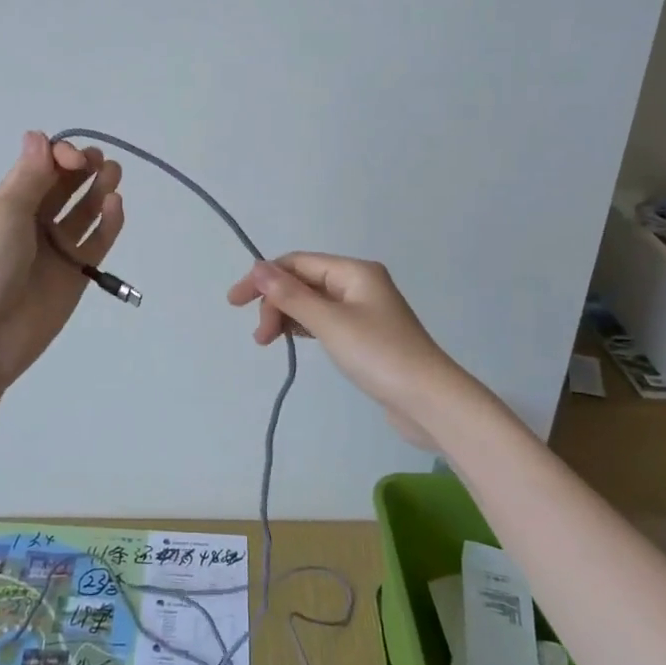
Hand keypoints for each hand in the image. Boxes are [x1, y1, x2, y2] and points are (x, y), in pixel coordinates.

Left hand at [0, 132, 124, 387]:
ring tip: (113, 175)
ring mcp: (56, 249)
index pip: (42, 167)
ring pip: (84, 211)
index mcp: (10, 203)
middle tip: (100, 162)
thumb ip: (29, 177)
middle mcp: (34, 222)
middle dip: (83, 168)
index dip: (61, 156)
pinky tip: (116, 205)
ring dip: (99, 189)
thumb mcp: (5, 214)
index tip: (75, 160)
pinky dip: (109, 223)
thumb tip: (37, 134)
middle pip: (65, 186)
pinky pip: (97, 242)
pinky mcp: (76, 274)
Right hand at [226, 253, 465, 450]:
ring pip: (312, 302)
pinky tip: (293, 340)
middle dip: (275, 302)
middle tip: (260, 336)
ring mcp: (364, 310)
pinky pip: (324, 321)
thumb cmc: (379, 355)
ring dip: (287, 316)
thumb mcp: (329, 323)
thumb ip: (290, 295)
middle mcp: (359, 283)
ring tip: (268, 342)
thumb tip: (257, 267)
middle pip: (303, 281)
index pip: (297, 263)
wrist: (430, 402)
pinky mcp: (365, 336)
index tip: (235, 302)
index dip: (263, 278)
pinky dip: (304, 327)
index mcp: (354, 271)